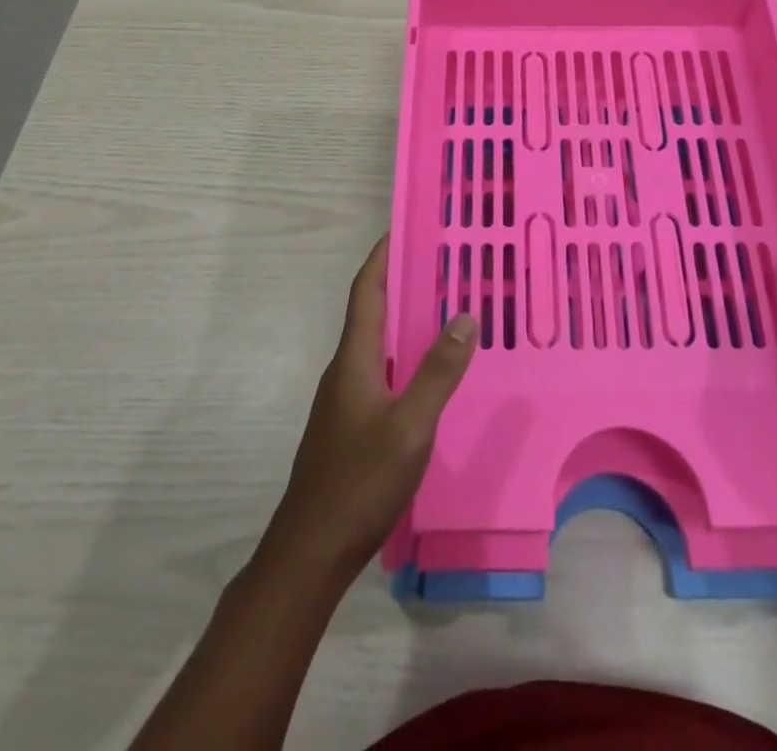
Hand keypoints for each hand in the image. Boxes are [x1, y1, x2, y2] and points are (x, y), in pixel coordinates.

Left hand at [263, 235, 477, 578]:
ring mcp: (347, 399)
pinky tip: (433, 371)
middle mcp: (347, 369)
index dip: (382, 256)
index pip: (366, 291)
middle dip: (402, 282)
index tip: (404, 227)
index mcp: (355, 359)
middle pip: (373, 311)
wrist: (311, 551)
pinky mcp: (353, 424)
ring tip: (447, 307)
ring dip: (406, 319)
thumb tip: (465, 315)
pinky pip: (383, 371)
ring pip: (379, 343)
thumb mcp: (410, 426)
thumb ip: (438, 372)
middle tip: (443, 263)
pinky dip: (407, 355)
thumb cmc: (359, 482)